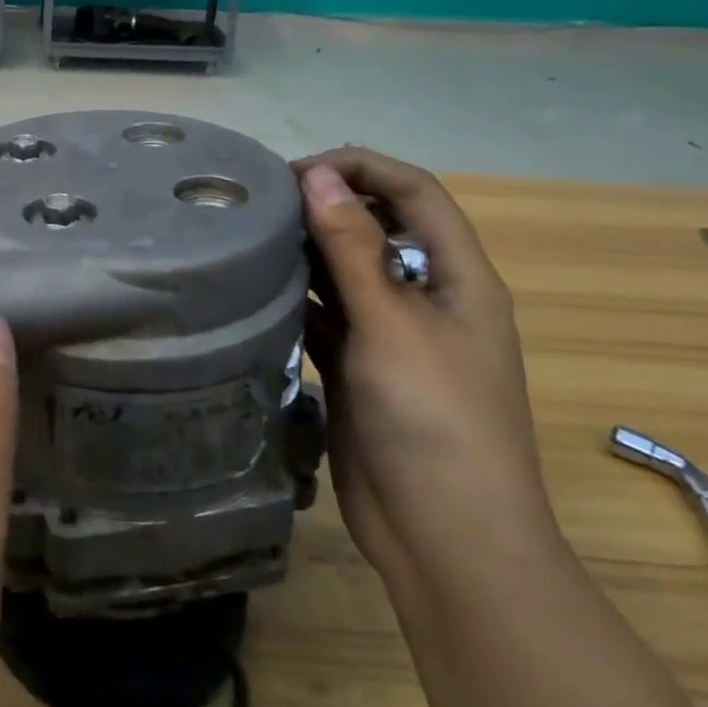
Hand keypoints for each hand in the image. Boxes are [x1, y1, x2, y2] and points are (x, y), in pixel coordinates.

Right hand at [294, 149, 560, 595]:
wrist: (444, 538)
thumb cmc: (434, 420)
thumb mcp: (392, 324)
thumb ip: (352, 246)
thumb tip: (319, 174)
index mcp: (458, 278)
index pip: (415, 192)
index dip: (363, 168)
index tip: (297, 172)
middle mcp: (426, 297)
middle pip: (378, 226)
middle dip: (327, 204)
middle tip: (261, 202)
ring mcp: (390, 334)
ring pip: (345, 270)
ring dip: (305, 250)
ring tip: (249, 236)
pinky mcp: (357, 365)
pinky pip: (323, 313)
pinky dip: (294, 296)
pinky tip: (254, 288)